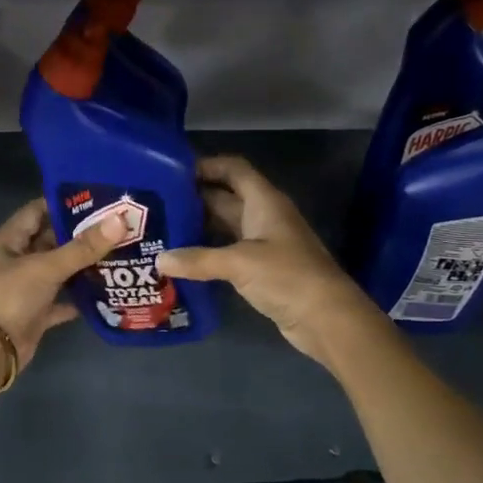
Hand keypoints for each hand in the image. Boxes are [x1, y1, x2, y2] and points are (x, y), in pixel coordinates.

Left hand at [0, 199, 125, 379]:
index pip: (38, 211)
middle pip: (52, 240)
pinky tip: (107, 291)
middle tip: (118, 225)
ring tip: (120, 252)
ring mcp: (26, 288)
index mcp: (9, 240)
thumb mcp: (45, 267)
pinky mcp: (36, 314)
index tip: (99, 198)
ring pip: (59, 271)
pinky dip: (80, 298)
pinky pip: (62, 301)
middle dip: (82, 234)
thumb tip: (120, 221)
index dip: (65, 203)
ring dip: (84, 265)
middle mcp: (17, 261)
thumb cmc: (8, 297)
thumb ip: (82, 247)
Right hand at [157, 155, 380, 368]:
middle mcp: (263, 216)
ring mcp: (263, 244)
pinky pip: (228, 251)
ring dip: (198, 226)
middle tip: (156, 204)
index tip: (172, 171)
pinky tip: (182, 260)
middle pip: (225, 197)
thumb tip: (160, 260)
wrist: (326, 317)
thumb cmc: (287, 277)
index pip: (234, 169)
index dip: (207, 165)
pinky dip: (207, 252)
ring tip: (162, 229)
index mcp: (264, 202)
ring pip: (225, 225)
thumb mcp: (239, 263)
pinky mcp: (261, 269)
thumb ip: (198, 259)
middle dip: (194, 198)